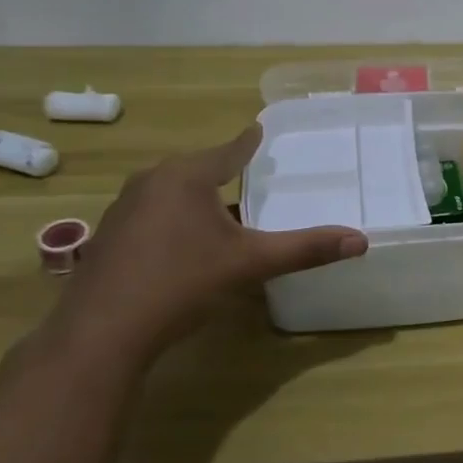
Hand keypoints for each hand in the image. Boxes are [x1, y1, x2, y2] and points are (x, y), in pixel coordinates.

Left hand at [51, 127, 365, 370]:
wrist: (101, 334)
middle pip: (197, 169)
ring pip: (171, 192)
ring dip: (196, 198)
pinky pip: (151, 214)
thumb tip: (361, 240)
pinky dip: (173, 219)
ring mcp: (123, 209)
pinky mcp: (108, 238)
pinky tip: (181, 245)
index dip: (249, 142)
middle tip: (248, 172)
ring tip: (220, 209)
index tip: (259, 128)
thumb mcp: (250, 263)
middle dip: (222, 170)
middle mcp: (151, 181)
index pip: (229, 151)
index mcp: (186, 176)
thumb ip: (305, 249)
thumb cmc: (181, 283)